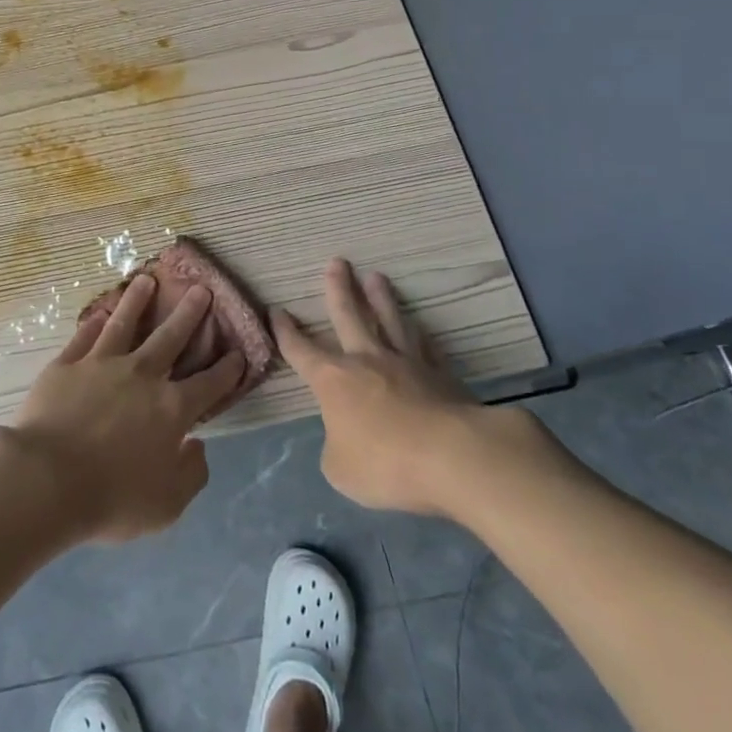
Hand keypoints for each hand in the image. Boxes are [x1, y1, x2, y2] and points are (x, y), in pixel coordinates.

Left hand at [5, 274, 245, 542]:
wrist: (47, 480)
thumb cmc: (112, 497)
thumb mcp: (167, 504)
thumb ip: (191, 474)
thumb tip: (197, 446)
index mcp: (171, 409)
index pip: (209, 384)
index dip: (227, 368)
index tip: (238, 352)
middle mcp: (141, 375)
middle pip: (170, 337)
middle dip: (189, 313)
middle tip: (200, 289)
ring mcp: (101, 364)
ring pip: (124, 323)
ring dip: (138, 300)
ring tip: (146, 280)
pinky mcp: (67, 364)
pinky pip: (84, 337)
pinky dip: (94, 324)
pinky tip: (99, 314)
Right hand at [274, 258, 567, 523]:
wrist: (454, 457)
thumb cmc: (385, 463)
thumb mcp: (341, 469)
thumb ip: (335, 448)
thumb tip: (343, 437)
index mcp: (333, 380)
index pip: (301, 350)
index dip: (286, 331)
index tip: (277, 310)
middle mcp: (367, 360)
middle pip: (349, 316)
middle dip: (339, 289)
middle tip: (337, 262)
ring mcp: (407, 364)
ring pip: (390, 321)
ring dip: (381, 298)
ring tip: (376, 277)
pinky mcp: (442, 375)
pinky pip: (427, 347)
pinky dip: (421, 334)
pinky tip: (419, 326)